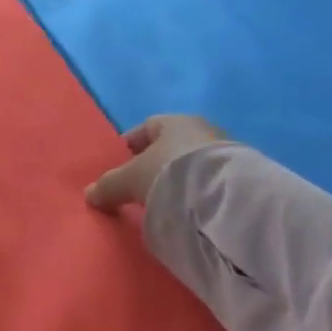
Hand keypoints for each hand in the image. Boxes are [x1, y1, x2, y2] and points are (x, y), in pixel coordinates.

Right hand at [86, 115, 225, 210]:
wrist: (225, 196)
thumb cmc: (170, 172)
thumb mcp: (131, 179)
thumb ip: (109, 185)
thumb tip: (89, 194)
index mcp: (174, 121)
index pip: (147, 127)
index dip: (131, 145)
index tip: (122, 165)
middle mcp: (202, 129)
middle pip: (171, 145)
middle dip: (156, 163)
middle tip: (141, 186)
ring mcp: (226, 152)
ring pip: (192, 163)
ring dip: (179, 178)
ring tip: (165, 201)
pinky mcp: (241, 177)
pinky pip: (209, 181)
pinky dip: (198, 192)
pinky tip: (190, 209)